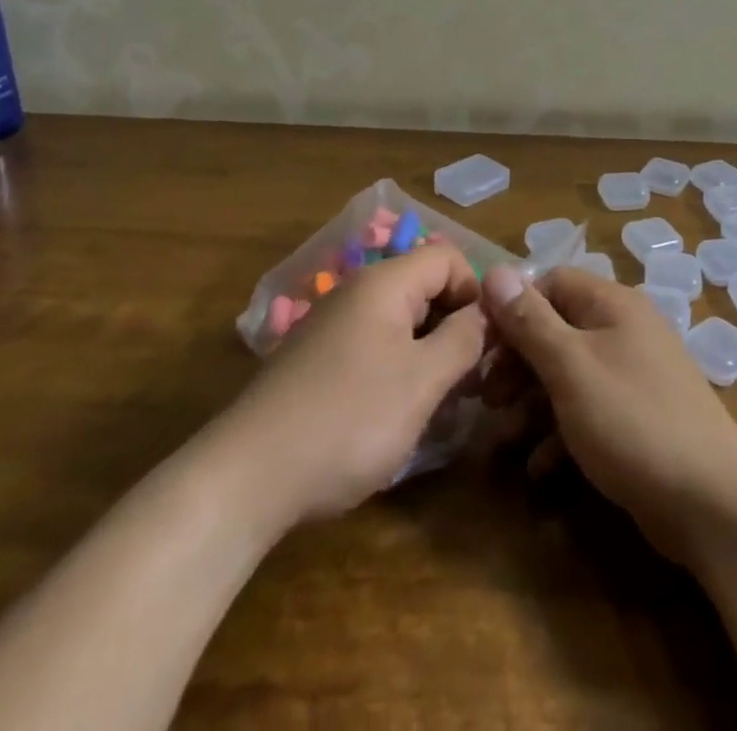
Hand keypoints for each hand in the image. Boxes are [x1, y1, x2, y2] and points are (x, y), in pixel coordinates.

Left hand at [218, 243, 487, 526]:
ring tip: (442, 403)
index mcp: (384, 283)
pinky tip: (398, 414)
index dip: (477, 292)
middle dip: (456, 326)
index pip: (448, 257)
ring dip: (430, 353)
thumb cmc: (348, 420)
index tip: (490, 342)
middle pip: (425, 287)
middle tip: (473, 380)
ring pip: (401, 322)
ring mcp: (332, 327)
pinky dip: (398, 369)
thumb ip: (464, 339)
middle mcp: (357, 292)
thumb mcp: (422, 381)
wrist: (246, 477)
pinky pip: (374, 347)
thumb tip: (487, 312)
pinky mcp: (317, 361)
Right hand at [480, 265, 736, 563]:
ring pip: (569, 373)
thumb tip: (496, 271)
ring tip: (503, 435)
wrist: (713, 503)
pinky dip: (560, 432)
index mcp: (612, 305)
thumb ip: (530, 321)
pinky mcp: (638, 418)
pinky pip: (588, 410)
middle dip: (517, 361)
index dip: (513, 309)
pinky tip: (539, 467)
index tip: (480, 345)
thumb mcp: (570, 367)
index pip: (551, 283)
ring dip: (532, 401)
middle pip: (557, 329)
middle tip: (486, 397)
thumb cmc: (632, 421)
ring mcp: (634, 376)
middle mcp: (625, 330)